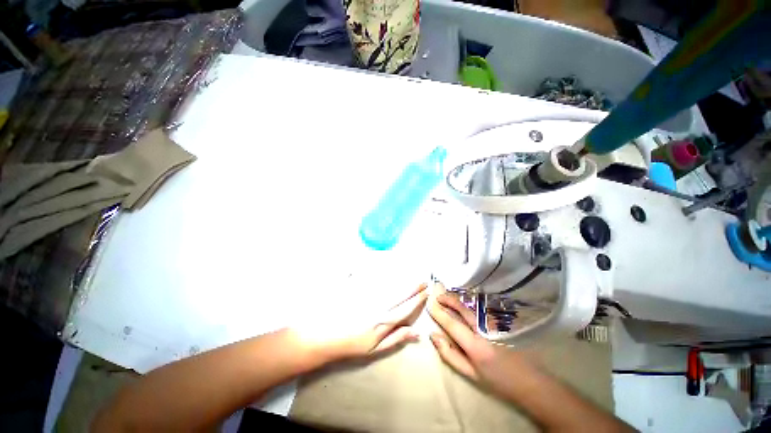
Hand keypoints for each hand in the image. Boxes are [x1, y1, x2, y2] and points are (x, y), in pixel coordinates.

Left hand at [293, 283, 428, 362]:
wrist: (324, 335)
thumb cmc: (351, 345)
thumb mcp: (375, 349)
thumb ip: (395, 338)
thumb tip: (416, 333)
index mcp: (384, 321)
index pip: (406, 308)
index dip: (418, 300)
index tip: (426, 292)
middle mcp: (379, 305)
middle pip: (401, 294)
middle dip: (414, 287)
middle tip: (423, 280)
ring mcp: (368, 295)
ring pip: (390, 285)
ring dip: (402, 280)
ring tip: (411, 275)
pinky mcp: (358, 288)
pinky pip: (372, 277)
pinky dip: (381, 273)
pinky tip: (387, 268)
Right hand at [427, 284, 522, 390]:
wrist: (531, 381)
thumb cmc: (498, 380)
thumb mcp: (471, 373)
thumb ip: (450, 354)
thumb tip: (433, 335)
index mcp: (475, 345)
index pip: (451, 323)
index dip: (439, 313)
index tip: (430, 305)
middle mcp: (484, 329)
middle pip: (462, 308)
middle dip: (447, 299)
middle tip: (437, 295)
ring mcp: (495, 323)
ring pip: (472, 305)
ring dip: (457, 299)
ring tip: (447, 295)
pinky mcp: (502, 321)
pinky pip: (481, 308)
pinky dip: (469, 303)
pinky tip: (464, 303)